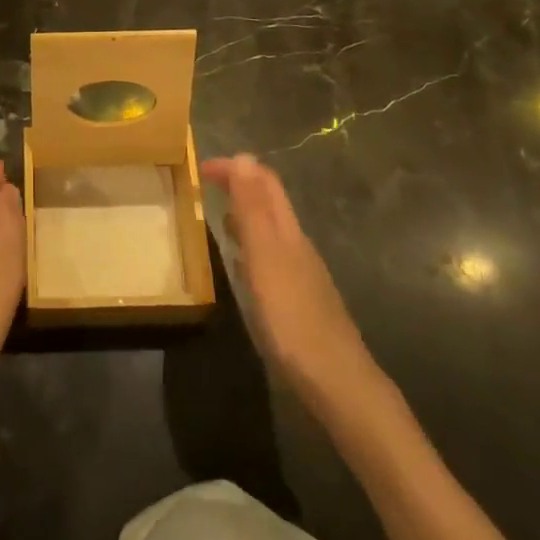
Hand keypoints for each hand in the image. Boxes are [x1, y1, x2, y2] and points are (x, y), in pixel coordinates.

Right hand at [202, 153, 380, 405]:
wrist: (338, 383)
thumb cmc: (294, 317)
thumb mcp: (266, 258)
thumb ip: (253, 209)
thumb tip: (243, 156)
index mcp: (288, 231)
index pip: (264, 182)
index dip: (236, 168)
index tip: (201, 167)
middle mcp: (297, 245)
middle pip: (270, 203)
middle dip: (239, 186)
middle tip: (205, 186)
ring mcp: (301, 274)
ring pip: (270, 231)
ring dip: (244, 216)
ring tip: (216, 217)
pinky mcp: (300, 301)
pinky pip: (270, 259)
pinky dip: (251, 248)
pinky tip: (242, 268)